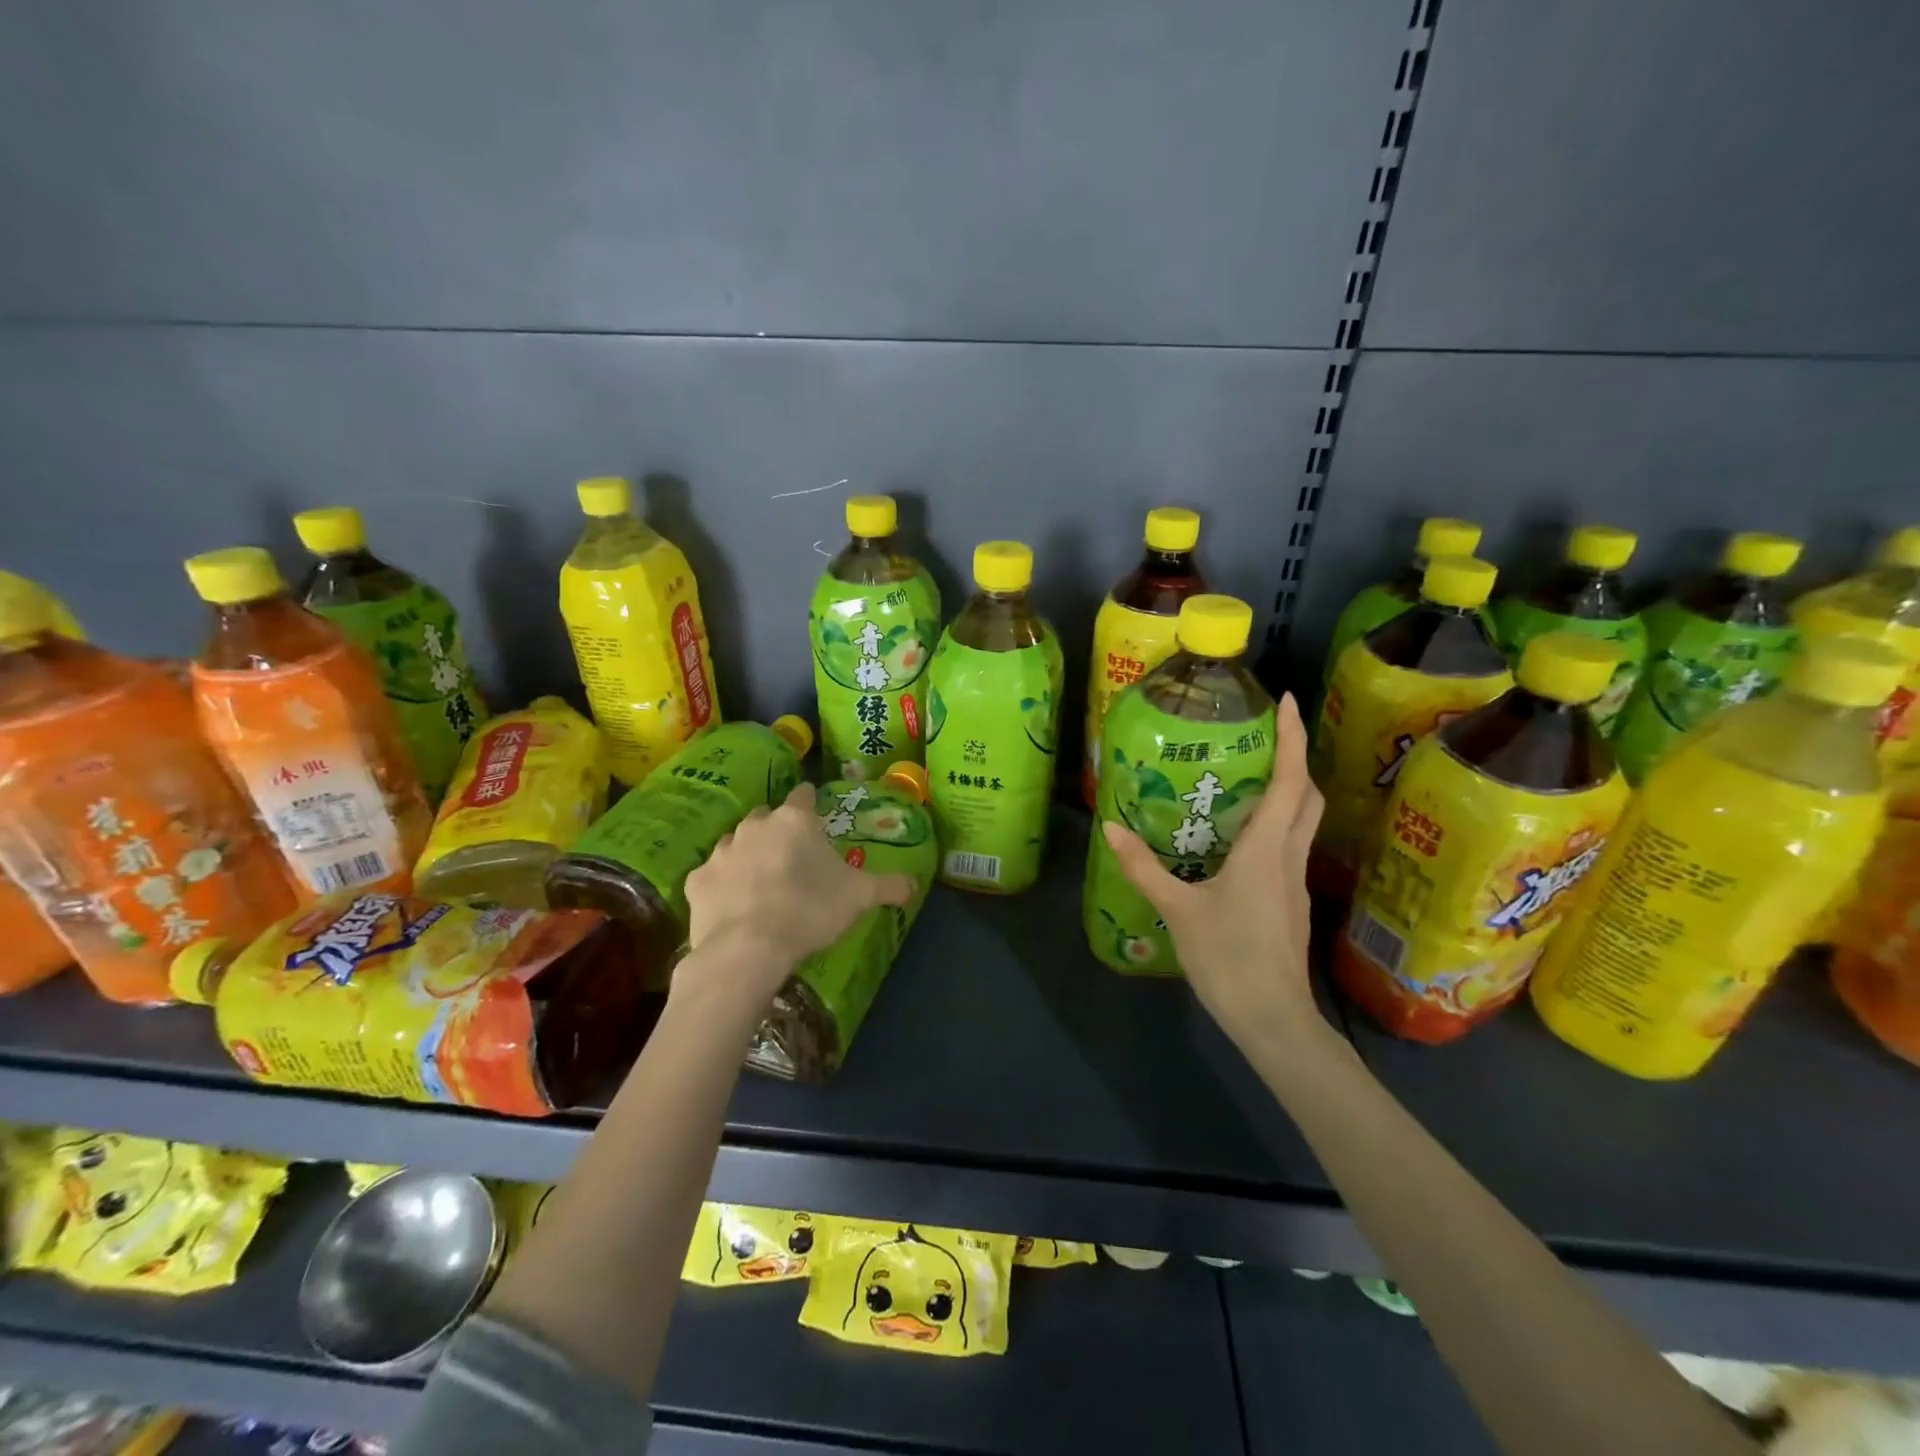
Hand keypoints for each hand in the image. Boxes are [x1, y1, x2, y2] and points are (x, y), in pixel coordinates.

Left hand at [682, 782, 916, 1005]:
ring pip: (736, 843)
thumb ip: (889, 886)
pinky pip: (712, 876)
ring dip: (748, 855)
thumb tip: (914, 884)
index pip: (804, 795)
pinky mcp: (697, 880)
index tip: (816, 819)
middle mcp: (756, 825)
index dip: (811, 805)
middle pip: (767, 817)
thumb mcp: (860, 898)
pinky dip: (722, 886)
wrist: (749, 948)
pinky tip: (733, 906)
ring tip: (761, 883)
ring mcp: (722, 851)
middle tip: (792, 859)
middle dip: (777, 831)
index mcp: (795, 820)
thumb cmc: (810, 910)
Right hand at [1101, 692, 1327, 1057]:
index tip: (1285, 701)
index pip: (1290, 781)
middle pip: (1307, 796)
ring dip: (1288, 790)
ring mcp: (1293, 881)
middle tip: (1263, 736)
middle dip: (1294, 758)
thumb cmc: (1229, 959)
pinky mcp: (1289, 902)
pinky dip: (1275, 824)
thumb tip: (1110, 828)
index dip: (1290, 738)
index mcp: (1266, 850)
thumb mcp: (1179, 910)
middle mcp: (1287, 857)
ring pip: (1302, 822)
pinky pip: (1287, 847)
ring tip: (1249, 777)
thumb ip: (1143, 868)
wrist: (1273, 1020)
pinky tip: (1241, 837)